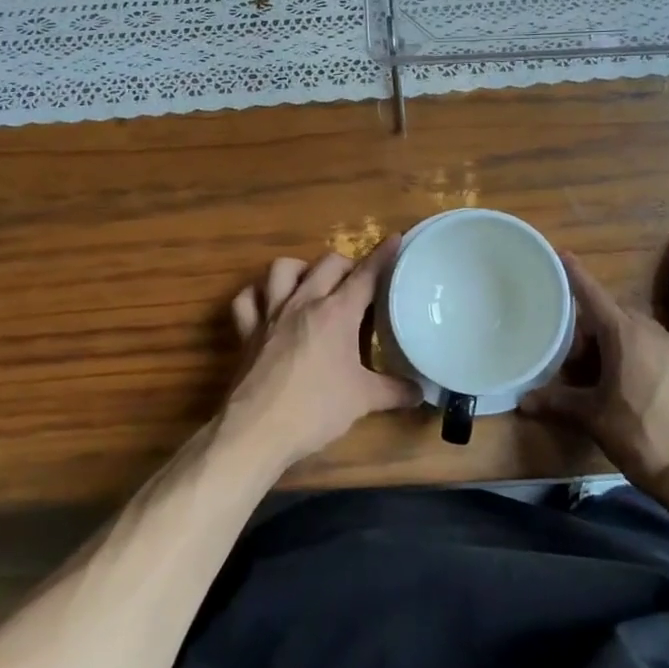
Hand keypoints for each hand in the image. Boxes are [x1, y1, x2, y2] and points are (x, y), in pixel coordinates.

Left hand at [223, 241, 418, 471]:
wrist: (257, 430)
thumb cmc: (316, 409)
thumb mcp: (364, 400)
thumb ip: (395, 391)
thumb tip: (422, 392)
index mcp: (336, 313)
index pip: (366, 274)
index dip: (383, 255)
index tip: (395, 237)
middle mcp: (304, 302)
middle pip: (328, 263)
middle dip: (347, 264)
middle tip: (358, 282)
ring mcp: (271, 314)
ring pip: (282, 268)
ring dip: (300, 269)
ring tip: (312, 283)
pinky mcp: (247, 331)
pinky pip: (247, 299)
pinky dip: (257, 295)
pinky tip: (268, 303)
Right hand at [518, 253, 668, 491]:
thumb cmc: (642, 436)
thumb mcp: (593, 418)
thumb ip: (557, 402)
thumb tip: (523, 401)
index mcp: (625, 335)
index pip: (593, 294)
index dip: (575, 274)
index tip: (562, 253)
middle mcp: (652, 332)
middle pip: (612, 316)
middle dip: (590, 329)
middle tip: (573, 359)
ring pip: (635, 333)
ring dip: (614, 345)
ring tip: (600, 377)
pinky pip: (655, 350)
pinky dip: (637, 357)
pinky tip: (631, 389)